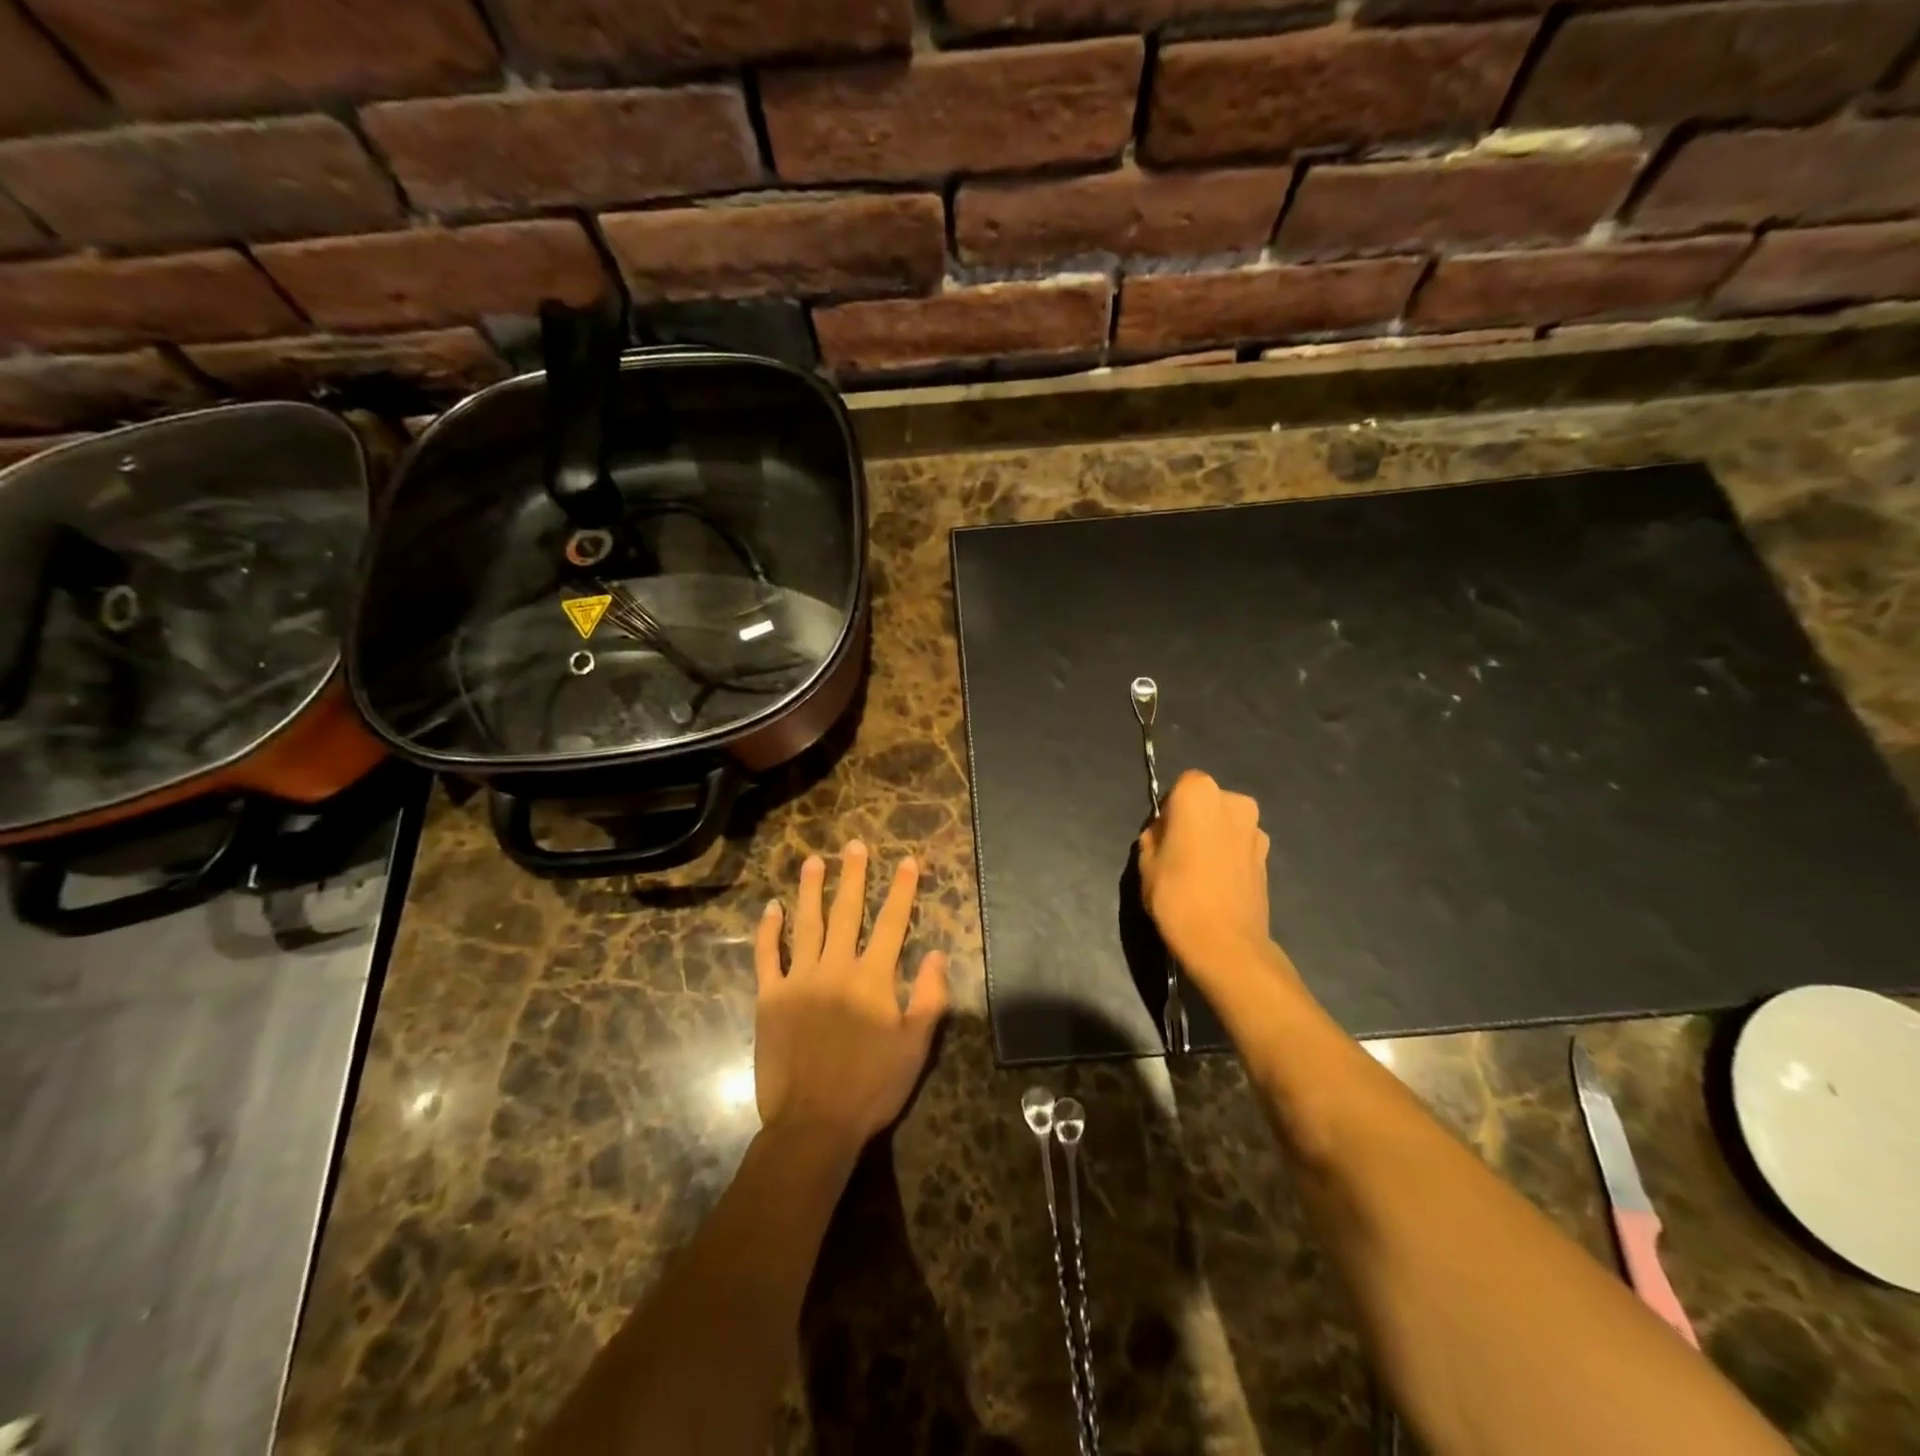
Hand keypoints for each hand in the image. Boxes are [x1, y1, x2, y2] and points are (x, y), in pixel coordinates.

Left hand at [754, 840, 949, 1147]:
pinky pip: (767, 956)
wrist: (813, 1124)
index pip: (892, 923)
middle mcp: (835, 968)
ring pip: (806, 924)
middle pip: (847, 912)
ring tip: (814, 861)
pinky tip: (772, 908)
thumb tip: (938, 954)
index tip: (908, 861)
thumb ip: (930, 997)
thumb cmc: (871, 1087)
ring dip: (810, 889)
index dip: (902, 890)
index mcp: (873, 978)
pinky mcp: (769, 998)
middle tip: (854, 845)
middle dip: (853, 876)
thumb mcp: (916, 1046)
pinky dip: (768, 930)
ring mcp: (798, 980)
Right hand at [1137, 770, 1283, 981]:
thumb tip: (1165, 833)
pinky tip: (1217, 885)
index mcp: (1199, 793)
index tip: (1162, 835)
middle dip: (1195, 820)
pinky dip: (1230, 857)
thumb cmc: (1176, 894)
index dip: (1170, 809)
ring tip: (1198, 873)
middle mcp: (1234, 802)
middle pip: (1208, 802)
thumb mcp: (1146, 861)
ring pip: (1227, 824)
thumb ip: (1154, 836)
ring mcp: (1257, 830)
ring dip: (1214, 838)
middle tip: (1178, 852)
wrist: (1224, 943)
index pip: (1181, 786)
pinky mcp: (1268, 858)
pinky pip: (1241, 847)